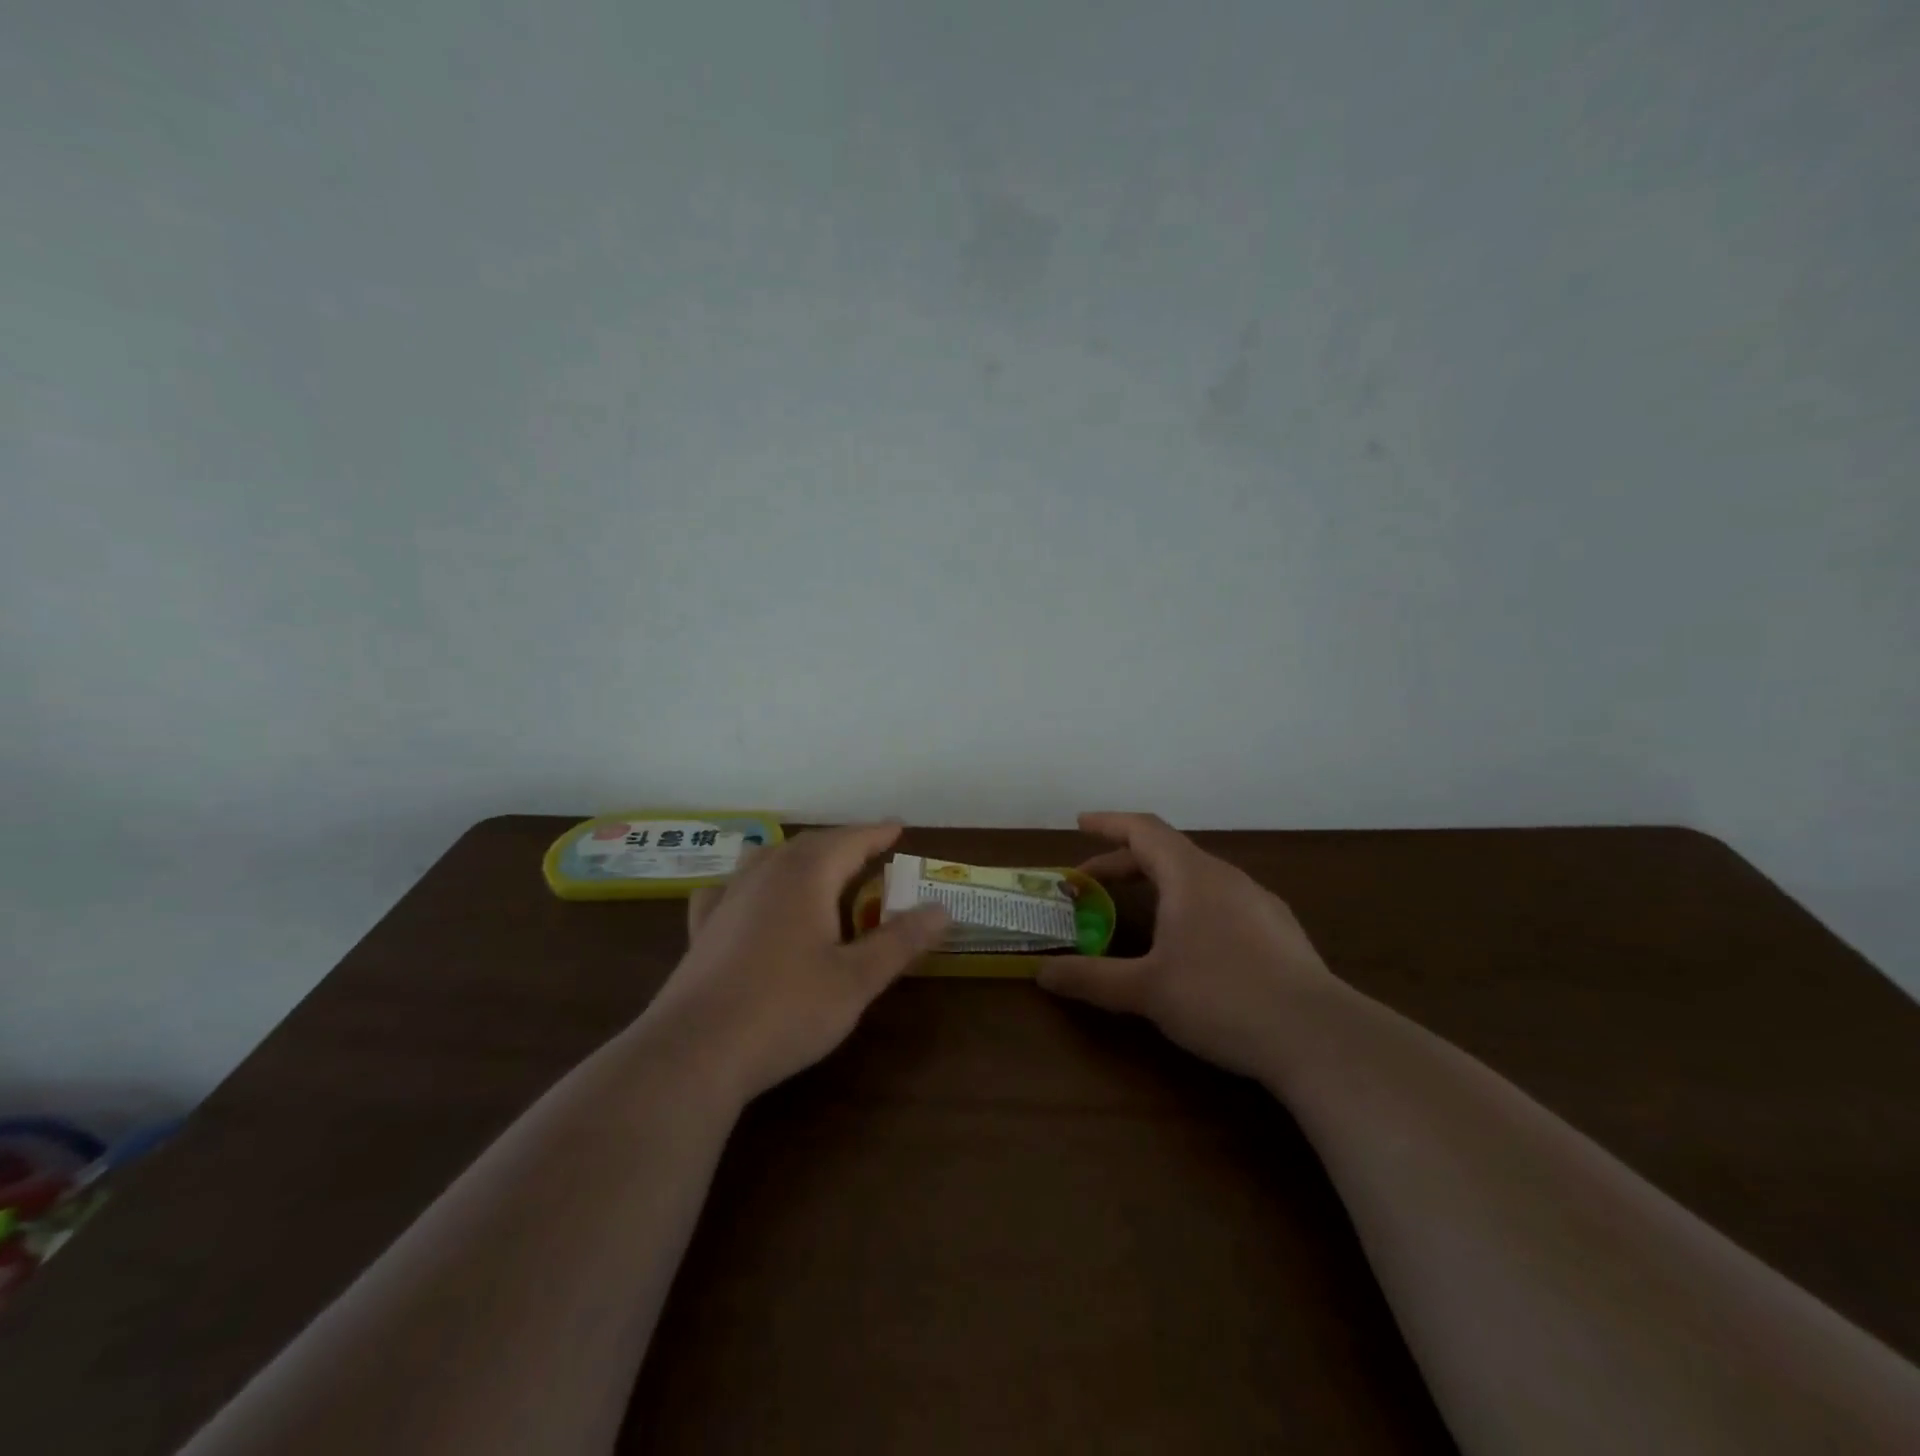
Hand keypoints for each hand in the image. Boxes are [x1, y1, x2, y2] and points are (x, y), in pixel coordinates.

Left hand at [640, 823, 948, 1101]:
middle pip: (809, 845)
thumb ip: (899, 941)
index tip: (898, 826)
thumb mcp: (856, 980)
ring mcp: (728, 899)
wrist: (695, 1051)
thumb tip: (941, 909)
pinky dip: (750, 883)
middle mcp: (765, 874)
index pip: (849, 841)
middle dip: (842, 843)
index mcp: (805, 876)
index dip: (876, 833)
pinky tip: (746, 898)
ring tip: (817, 868)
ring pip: (768, 859)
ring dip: (799, 856)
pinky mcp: (703, 929)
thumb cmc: (786, 1010)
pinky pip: (730, 889)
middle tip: (869, 849)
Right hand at [1038, 812, 1337, 1078]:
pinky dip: (1191, 904)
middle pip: (1168, 852)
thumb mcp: (1146, 991)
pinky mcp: (1279, 931)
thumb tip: (1041, 973)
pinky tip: (1193, 942)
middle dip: (1125, 862)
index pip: (1143, 830)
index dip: (1108, 823)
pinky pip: (1222, 900)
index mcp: (1191, 875)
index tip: (1080, 823)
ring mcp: (1258, 902)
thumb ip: (1091, 978)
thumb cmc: (1221, 998)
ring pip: (1198, 877)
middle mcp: (1225, 877)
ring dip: (1160, 883)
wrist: (1319, 1037)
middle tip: (1093, 883)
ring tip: (1140, 910)